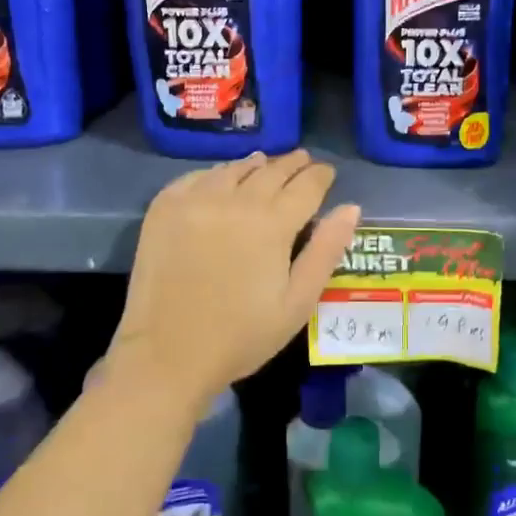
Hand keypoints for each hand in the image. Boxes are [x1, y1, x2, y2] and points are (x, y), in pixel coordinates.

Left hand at [111, 151, 361, 410]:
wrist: (167, 355)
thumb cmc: (241, 336)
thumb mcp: (297, 302)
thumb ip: (326, 251)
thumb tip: (350, 207)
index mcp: (272, 223)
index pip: (306, 185)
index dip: (320, 176)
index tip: (327, 172)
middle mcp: (235, 199)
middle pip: (271, 170)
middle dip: (292, 164)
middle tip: (303, 160)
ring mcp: (195, 200)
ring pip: (234, 169)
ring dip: (255, 165)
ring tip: (265, 163)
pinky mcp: (164, 208)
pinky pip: (197, 177)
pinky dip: (216, 174)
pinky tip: (220, 179)